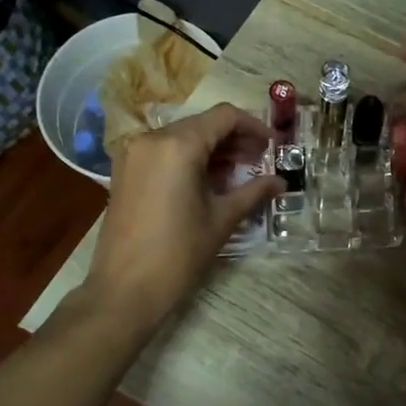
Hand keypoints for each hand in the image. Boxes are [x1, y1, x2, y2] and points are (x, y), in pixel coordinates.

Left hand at [85, 104, 279, 324]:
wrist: (124, 290)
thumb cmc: (178, 253)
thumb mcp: (222, 219)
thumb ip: (253, 192)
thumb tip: (281, 182)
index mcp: (178, 145)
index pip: (224, 116)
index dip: (254, 126)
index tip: (273, 145)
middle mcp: (152, 138)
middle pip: (203, 124)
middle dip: (234, 139)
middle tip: (260, 161)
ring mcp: (134, 153)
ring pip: (183, 136)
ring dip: (213, 149)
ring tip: (239, 173)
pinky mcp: (125, 170)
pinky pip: (164, 151)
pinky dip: (189, 158)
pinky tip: (209, 181)